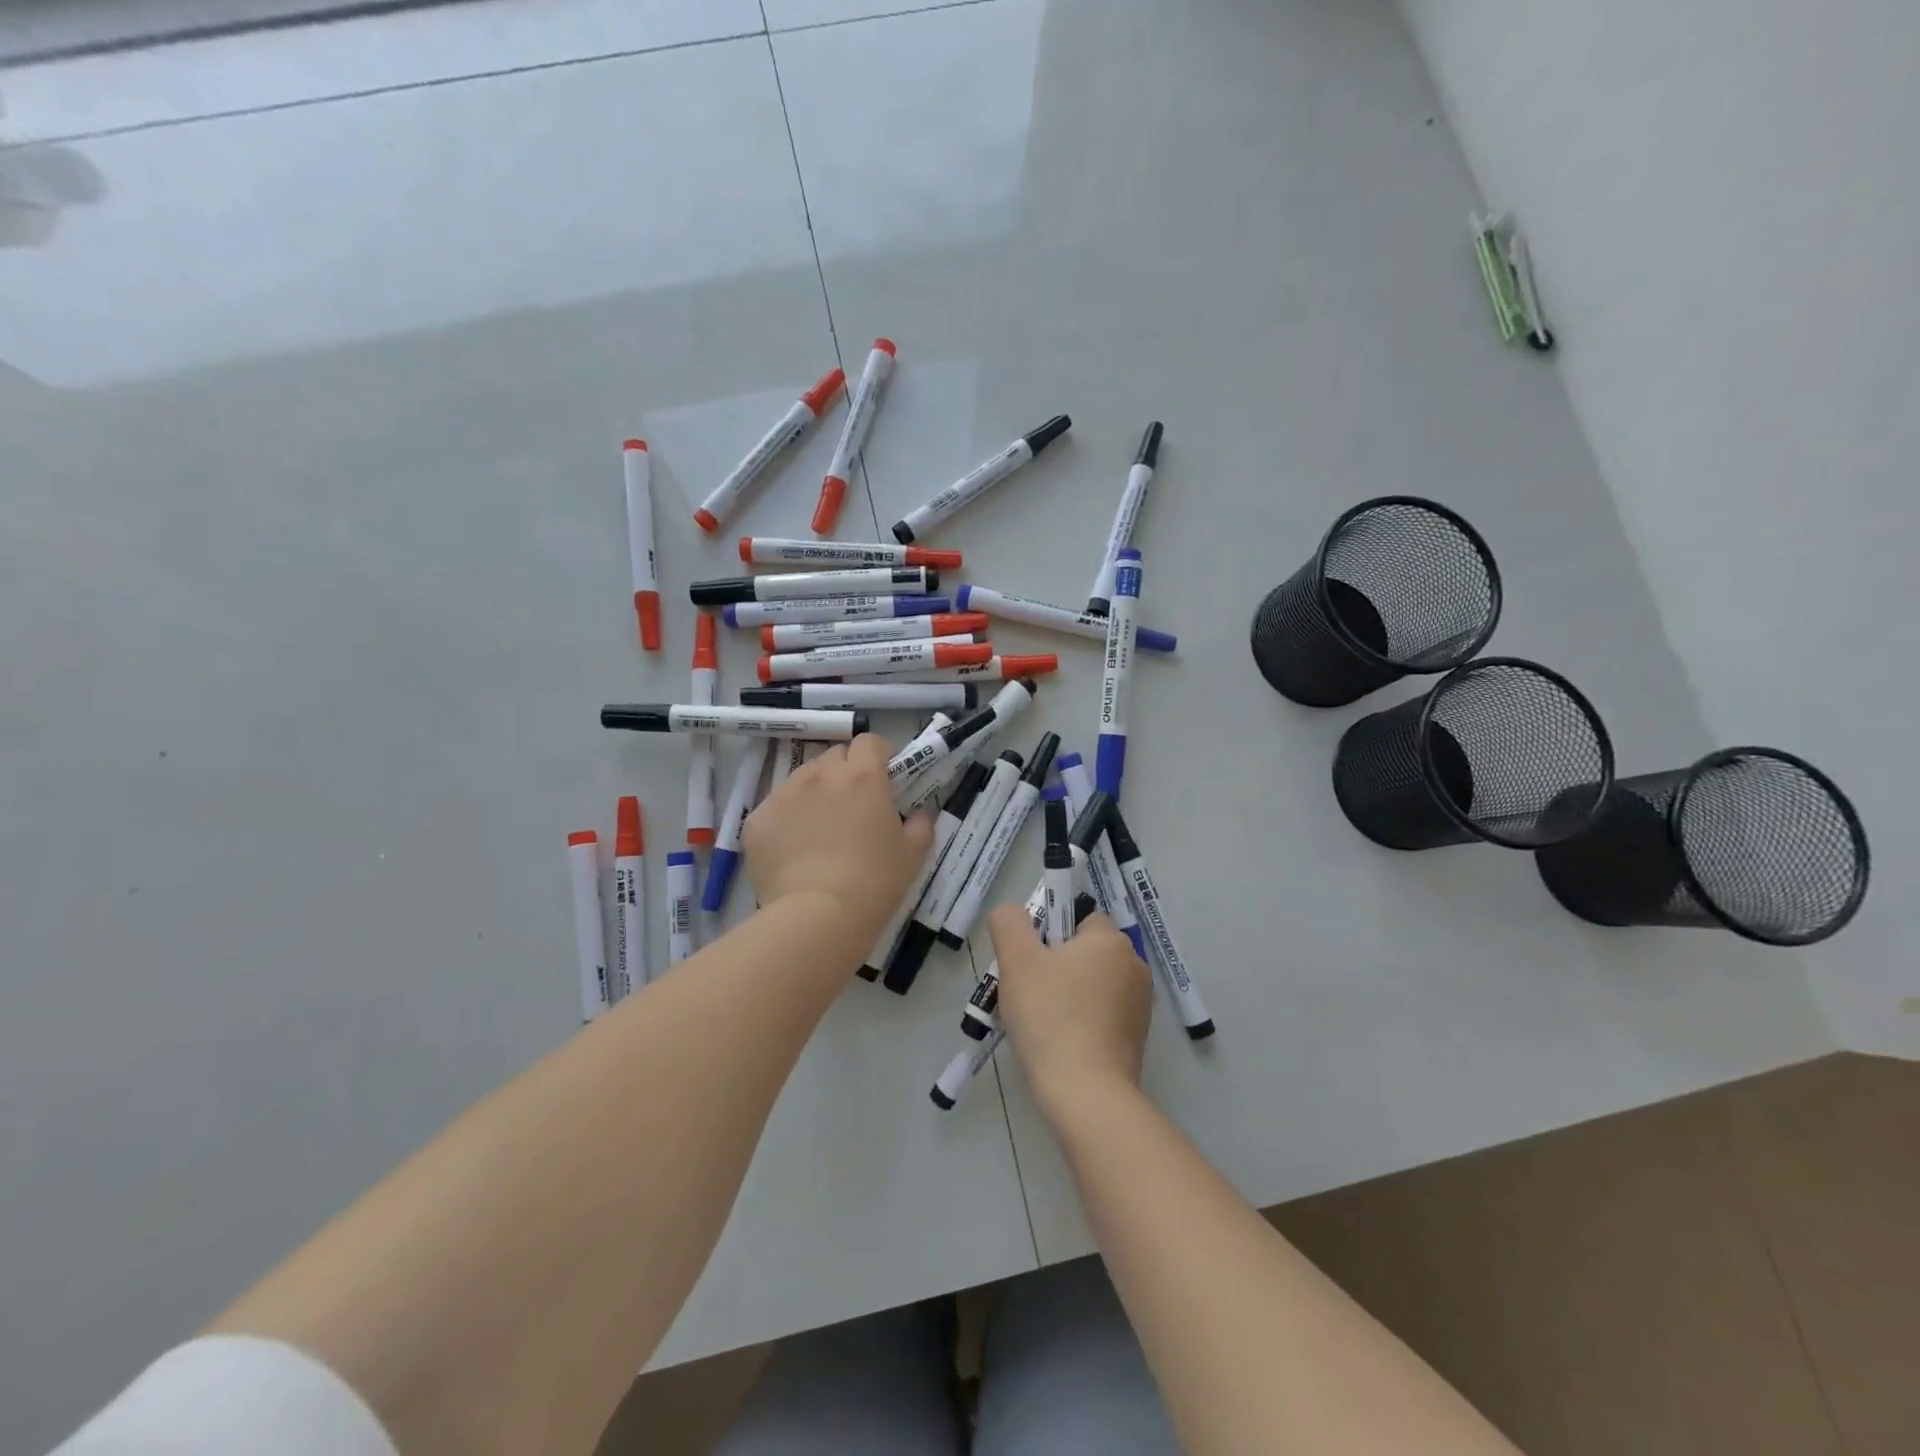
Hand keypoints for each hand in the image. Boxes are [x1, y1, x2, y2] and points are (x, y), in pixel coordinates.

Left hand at [743, 734, 933, 949]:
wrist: (816, 918)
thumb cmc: (874, 883)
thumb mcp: (913, 855)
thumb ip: (922, 824)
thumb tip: (921, 812)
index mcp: (863, 776)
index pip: (870, 742)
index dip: (878, 757)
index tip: (884, 781)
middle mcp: (821, 775)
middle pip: (834, 756)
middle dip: (845, 773)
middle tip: (853, 807)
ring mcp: (784, 794)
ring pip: (802, 779)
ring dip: (815, 793)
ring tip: (820, 831)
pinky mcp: (757, 819)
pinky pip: (776, 807)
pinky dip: (787, 819)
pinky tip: (794, 850)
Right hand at [989, 905, 1151, 1115]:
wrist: (1086, 1095)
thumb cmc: (1050, 1018)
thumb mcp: (1017, 960)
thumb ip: (1009, 923)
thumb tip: (1012, 912)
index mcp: (1112, 940)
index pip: (1077, 918)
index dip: (1047, 934)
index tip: (1027, 963)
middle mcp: (1134, 966)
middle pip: (1082, 951)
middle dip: (1052, 966)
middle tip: (1025, 993)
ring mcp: (1139, 1005)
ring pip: (1089, 984)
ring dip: (1064, 994)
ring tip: (1037, 1023)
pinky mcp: (1136, 1037)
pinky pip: (1099, 1014)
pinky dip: (1079, 1020)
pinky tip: (1058, 1043)